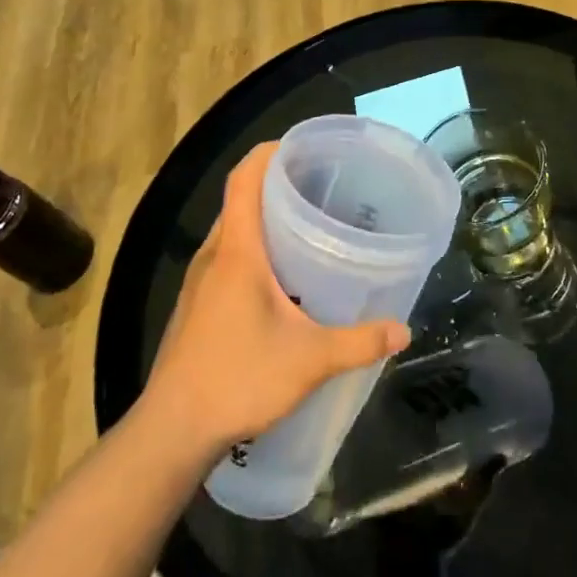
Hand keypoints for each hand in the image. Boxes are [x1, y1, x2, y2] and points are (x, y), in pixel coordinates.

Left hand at [142, 142, 410, 457]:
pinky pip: (226, 258)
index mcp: (236, 252)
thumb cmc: (238, 378)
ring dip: (263, 220)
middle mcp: (213, 256)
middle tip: (320, 186)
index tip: (300, 146)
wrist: (172, 430)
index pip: (244, 179)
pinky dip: (253, 249)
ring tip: (307, 225)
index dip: (268, 153)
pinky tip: (281, 277)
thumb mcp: (309, 359)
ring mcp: (199, 282)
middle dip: (276, 185)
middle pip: (240, 201)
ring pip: (232, 232)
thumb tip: (403, 330)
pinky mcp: (196, 306)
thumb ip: (359, 342)